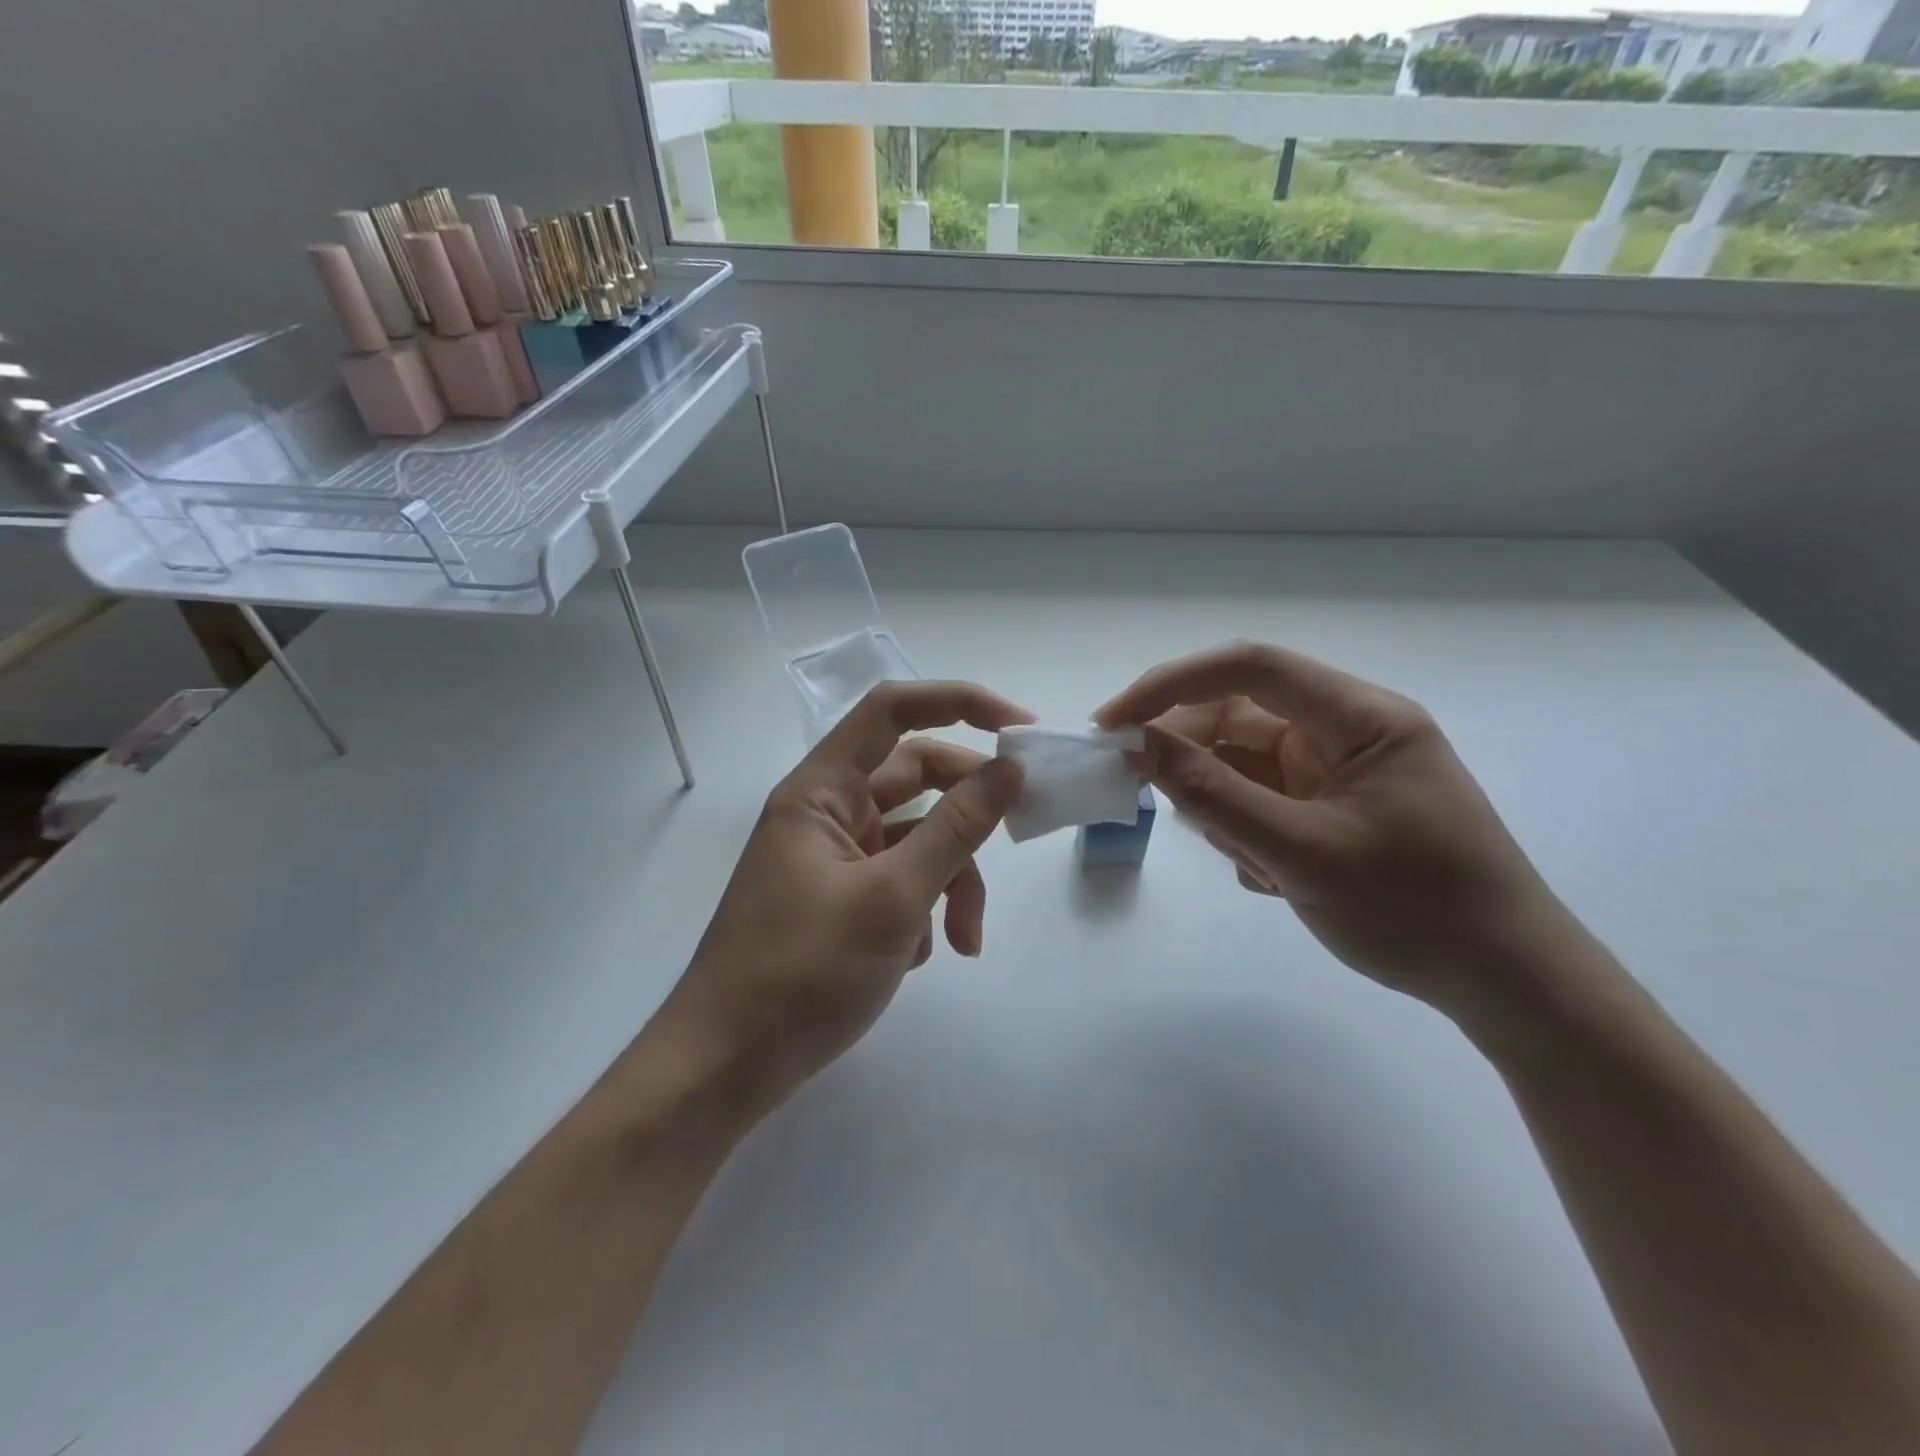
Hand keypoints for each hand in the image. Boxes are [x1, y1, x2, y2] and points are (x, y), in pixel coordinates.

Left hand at [662, 681, 1031, 1118]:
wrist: (729, 1067)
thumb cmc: (803, 972)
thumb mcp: (893, 898)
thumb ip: (956, 829)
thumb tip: (1009, 770)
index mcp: (822, 790)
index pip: (892, 711)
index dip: (958, 702)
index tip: (1020, 730)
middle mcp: (829, 812)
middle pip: (916, 778)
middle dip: (968, 813)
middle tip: (1019, 830)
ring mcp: (836, 856)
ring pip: (918, 837)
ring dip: (953, 880)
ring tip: (965, 940)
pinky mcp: (844, 897)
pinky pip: (903, 879)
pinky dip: (926, 909)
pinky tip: (921, 956)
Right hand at [1096, 641, 1575, 1020]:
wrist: (1503, 981)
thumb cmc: (1415, 910)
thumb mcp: (1301, 852)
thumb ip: (1213, 795)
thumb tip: (1138, 746)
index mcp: (1358, 717)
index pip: (1248, 668)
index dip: (1170, 684)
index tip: (1112, 724)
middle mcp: (1345, 730)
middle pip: (1237, 716)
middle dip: (1189, 755)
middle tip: (1145, 797)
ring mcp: (1335, 770)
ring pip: (1242, 763)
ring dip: (1222, 807)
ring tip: (1252, 863)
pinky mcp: (1329, 806)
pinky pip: (1260, 799)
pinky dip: (1244, 831)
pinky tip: (1270, 876)